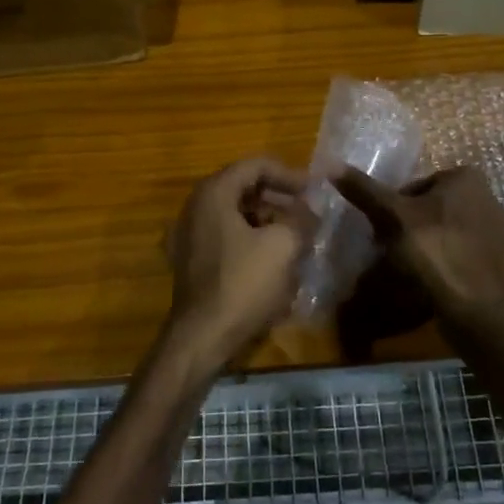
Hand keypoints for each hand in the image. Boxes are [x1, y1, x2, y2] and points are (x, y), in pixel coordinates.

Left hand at [165, 157, 316, 372]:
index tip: (315, 190)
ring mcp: (189, 234)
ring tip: (296, 235)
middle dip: (279, 197)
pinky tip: (273, 258)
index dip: (289, 174)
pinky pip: (225, 236)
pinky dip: (251, 238)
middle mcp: (195, 207)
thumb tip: (311, 210)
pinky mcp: (191, 260)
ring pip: (235, 213)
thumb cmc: (243, 284)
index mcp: (213, 193)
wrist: (203, 337)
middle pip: (243, 187)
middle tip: (307, 212)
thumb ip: (301, 219)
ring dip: (267, 219)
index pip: (255, 166)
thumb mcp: (283, 246)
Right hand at [331, 166, 503, 327]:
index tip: (380, 231)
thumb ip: (365, 190)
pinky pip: (459, 254)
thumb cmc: (434, 250)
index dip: (392, 208)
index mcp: (466, 178)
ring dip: (423, 247)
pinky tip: (429, 283)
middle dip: (408, 227)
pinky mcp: (497, 261)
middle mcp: (487, 197)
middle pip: (429, 209)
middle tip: (389, 251)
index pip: (414, 186)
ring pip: (443, 232)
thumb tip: (330, 164)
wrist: (477, 309)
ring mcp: (496, 231)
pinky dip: (442, 264)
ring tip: (406, 270)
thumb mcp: (393, 216)